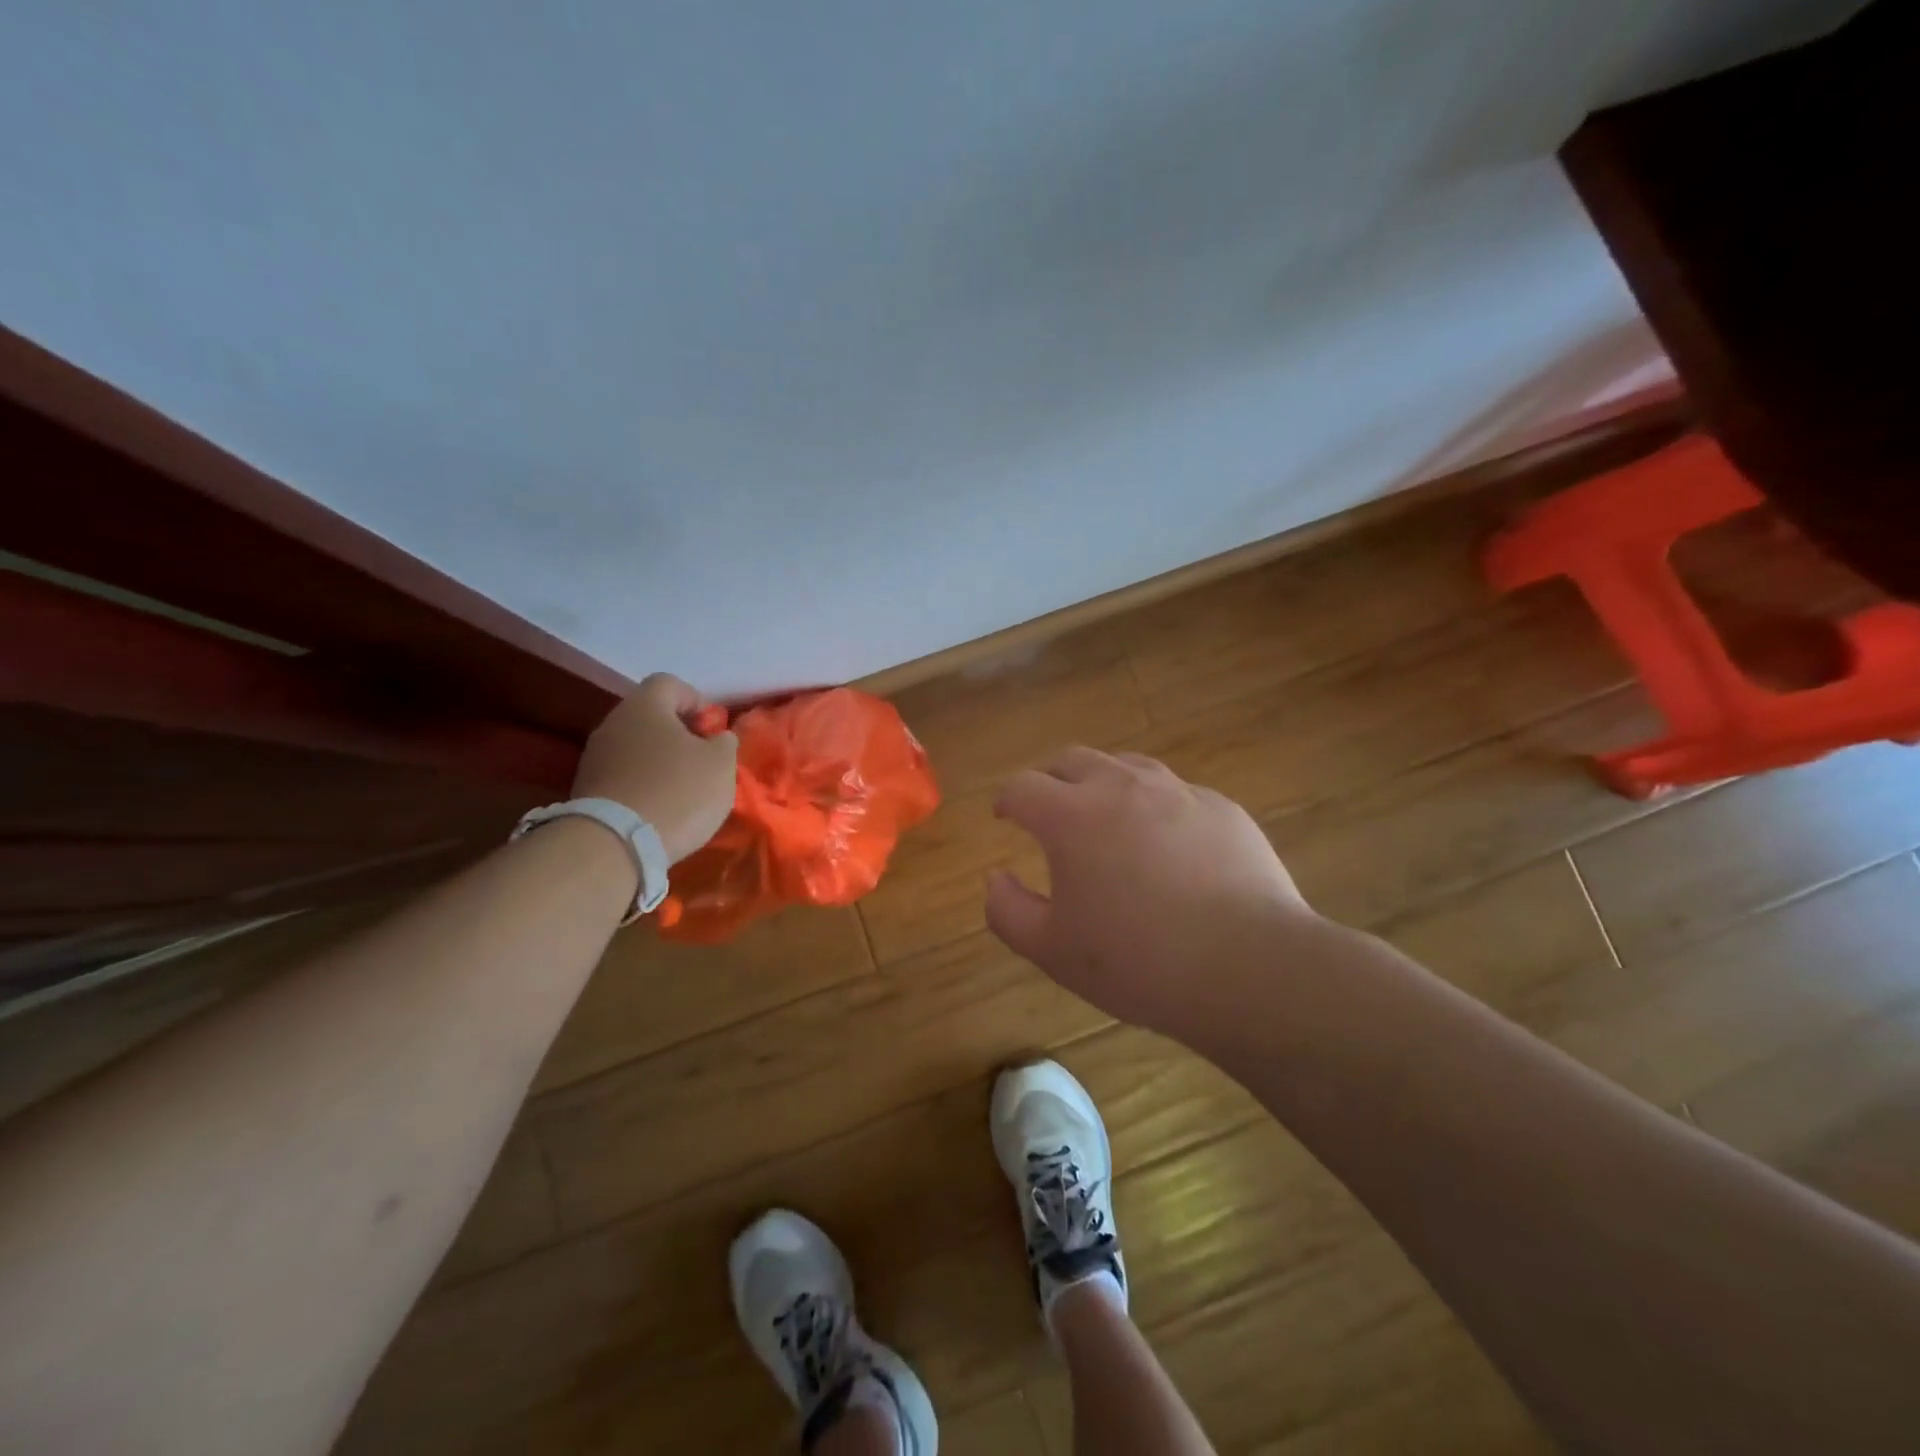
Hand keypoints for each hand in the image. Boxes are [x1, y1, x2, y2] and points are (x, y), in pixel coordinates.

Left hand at [571, 674, 737, 862]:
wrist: (615, 844)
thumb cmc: (677, 792)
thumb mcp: (720, 764)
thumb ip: (724, 743)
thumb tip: (716, 738)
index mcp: (644, 706)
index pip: (670, 683)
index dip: (697, 702)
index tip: (712, 732)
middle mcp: (612, 723)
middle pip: (650, 717)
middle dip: (678, 735)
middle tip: (701, 762)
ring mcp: (594, 758)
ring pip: (635, 748)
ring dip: (659, 762)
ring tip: (681, 791)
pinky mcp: (585, 790)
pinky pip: (622, 776)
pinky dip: (642, 786)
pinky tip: (658, 810)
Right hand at [985, 747, 1313, 1037]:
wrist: (1249, 966)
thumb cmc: (1138, 961)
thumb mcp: (1052, 950)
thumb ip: (1007, 911)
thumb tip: (995, 879)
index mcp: (1071, 816)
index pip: (1022, 787)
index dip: (1007, 799)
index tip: (1004, 816)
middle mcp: (1121, 787)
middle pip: (1072, 759)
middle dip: (1050, 779)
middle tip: (1049, 809)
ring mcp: (1177, 792)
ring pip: (1126, 765)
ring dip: (1103, 782)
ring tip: (1105, 816)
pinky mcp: (1221, 808)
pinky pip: (1175, 792)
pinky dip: (1155, 806)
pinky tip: (1167, 844)